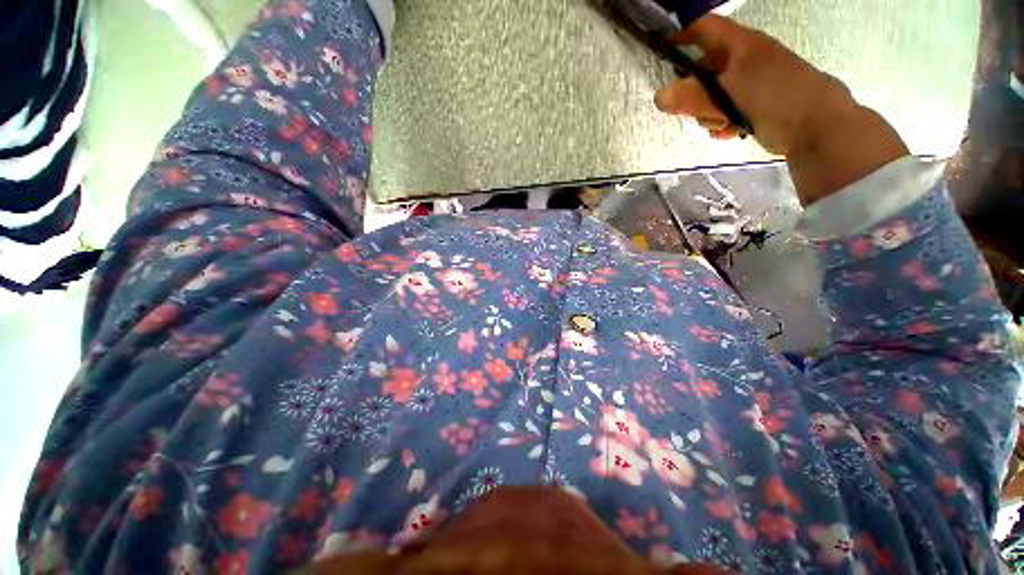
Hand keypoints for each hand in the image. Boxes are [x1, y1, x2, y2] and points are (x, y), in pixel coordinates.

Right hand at [654, 14, 908, 204]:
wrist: (817, 125)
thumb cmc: (774, 97)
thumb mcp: (729, 94)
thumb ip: (693, 96)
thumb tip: (659, 97)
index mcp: (739, 45)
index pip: (703, 28)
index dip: (679, 35)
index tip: (660, 50)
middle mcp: (742, 59)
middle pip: (702, 69)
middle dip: (691, 91)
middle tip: (689, 110)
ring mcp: (749, 82)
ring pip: (712, 95)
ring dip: (707, 112)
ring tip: (718, 123)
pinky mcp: (754, 104)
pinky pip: (726, 110)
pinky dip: (722, 122)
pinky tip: (728, 132)